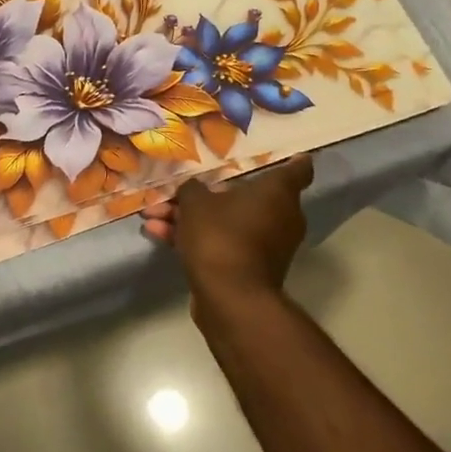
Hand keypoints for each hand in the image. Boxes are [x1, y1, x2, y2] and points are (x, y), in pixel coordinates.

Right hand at [142, 155, 313, 312]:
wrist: (230, 299)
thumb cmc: (221, 237)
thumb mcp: (196, 203)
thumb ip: (192, 188)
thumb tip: (193, 189)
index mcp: (278, 193)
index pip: (298, 169)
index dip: (290, 159)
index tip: (280, 153)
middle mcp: (280, 217)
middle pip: (246, 195)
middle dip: (207, 193)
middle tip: (180, 189)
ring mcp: (266, 245)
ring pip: (226, 221)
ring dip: (191, 217)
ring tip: (152, 213)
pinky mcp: (248, 268)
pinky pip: (222, 242)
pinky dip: (196, 238)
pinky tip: (157, 233)